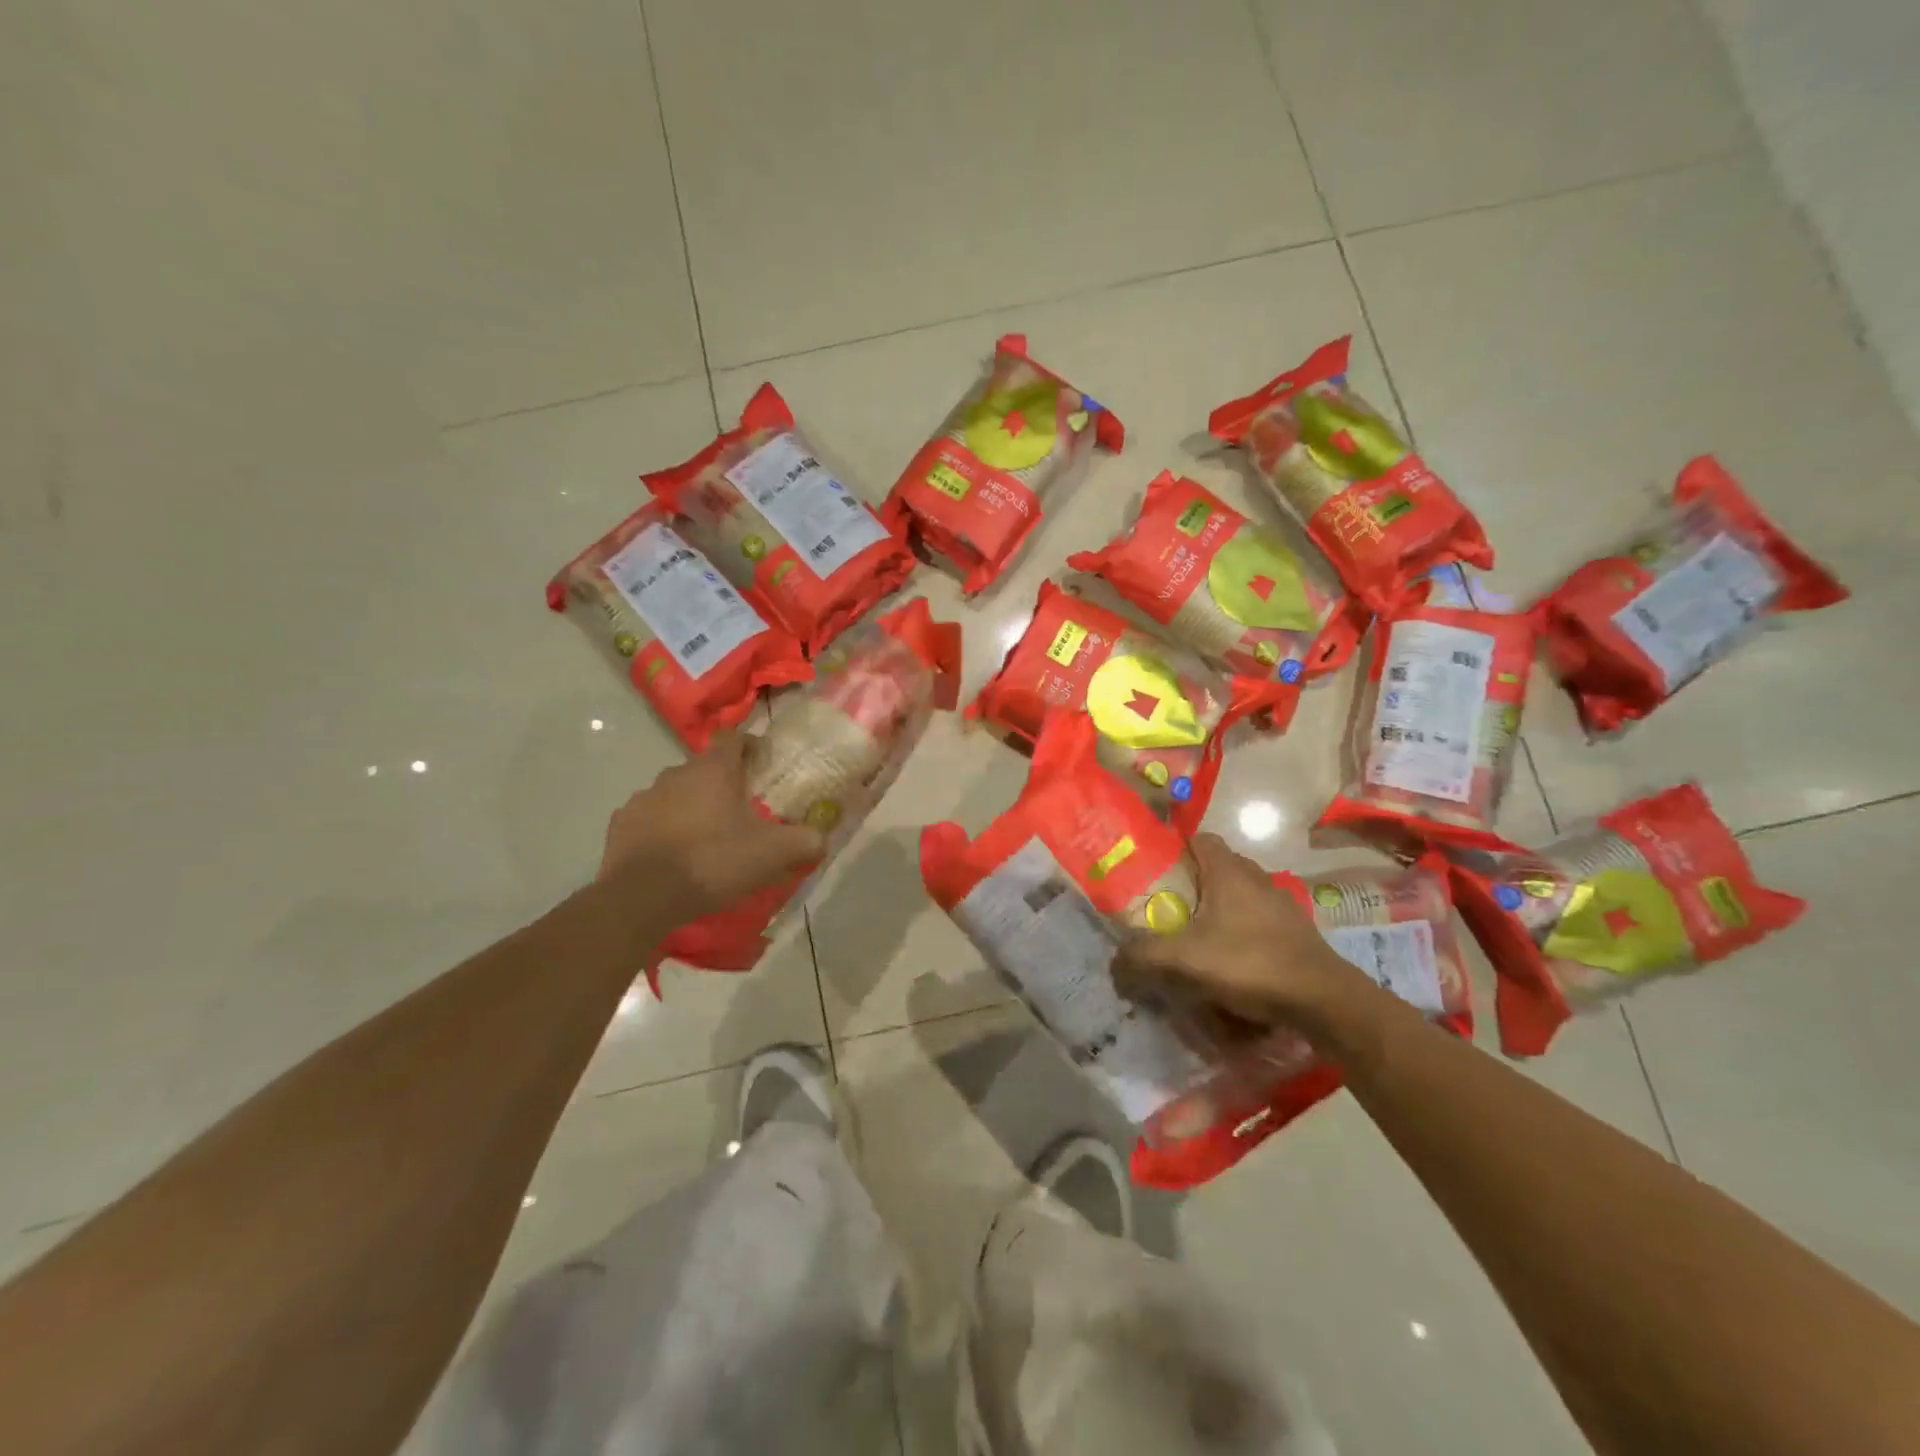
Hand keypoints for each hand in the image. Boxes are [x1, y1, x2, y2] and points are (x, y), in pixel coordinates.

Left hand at [598, 729, 826, 922]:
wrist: (643, 896)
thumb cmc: (714, 862)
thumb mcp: (773, 854)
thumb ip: (806, 841)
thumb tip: (822, 837)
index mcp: (714, 770)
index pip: (733, 738)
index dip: (750, 746)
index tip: (762, 765)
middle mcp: (676, 773)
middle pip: (705, 768)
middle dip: (723, 783)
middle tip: (741, 812)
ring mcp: (644, 797)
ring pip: (676, 792)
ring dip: (692, 806)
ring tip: (707, 838)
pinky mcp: (622, 824)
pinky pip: (650, 818)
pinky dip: (664, 829)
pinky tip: (675, 855)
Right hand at [1115, 834, 1363, 1027]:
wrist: (1323, 1000)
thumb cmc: (1249, 963)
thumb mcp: (1185, 960)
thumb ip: (1143, 956)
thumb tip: (1114, 962)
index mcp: (1229, 871)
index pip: (1199, 839)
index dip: (1175, 848)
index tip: (1153, 869)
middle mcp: (1257, 878)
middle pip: (1217, 867)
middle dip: (1192, 883)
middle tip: (1167, 907)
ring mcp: (1281, 904)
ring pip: (1239, 894)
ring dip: (1217, 909)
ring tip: (1194, 936)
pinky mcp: (1295, 931)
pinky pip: (1257, 919)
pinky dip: (1239, 930)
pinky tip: (1228, 959)